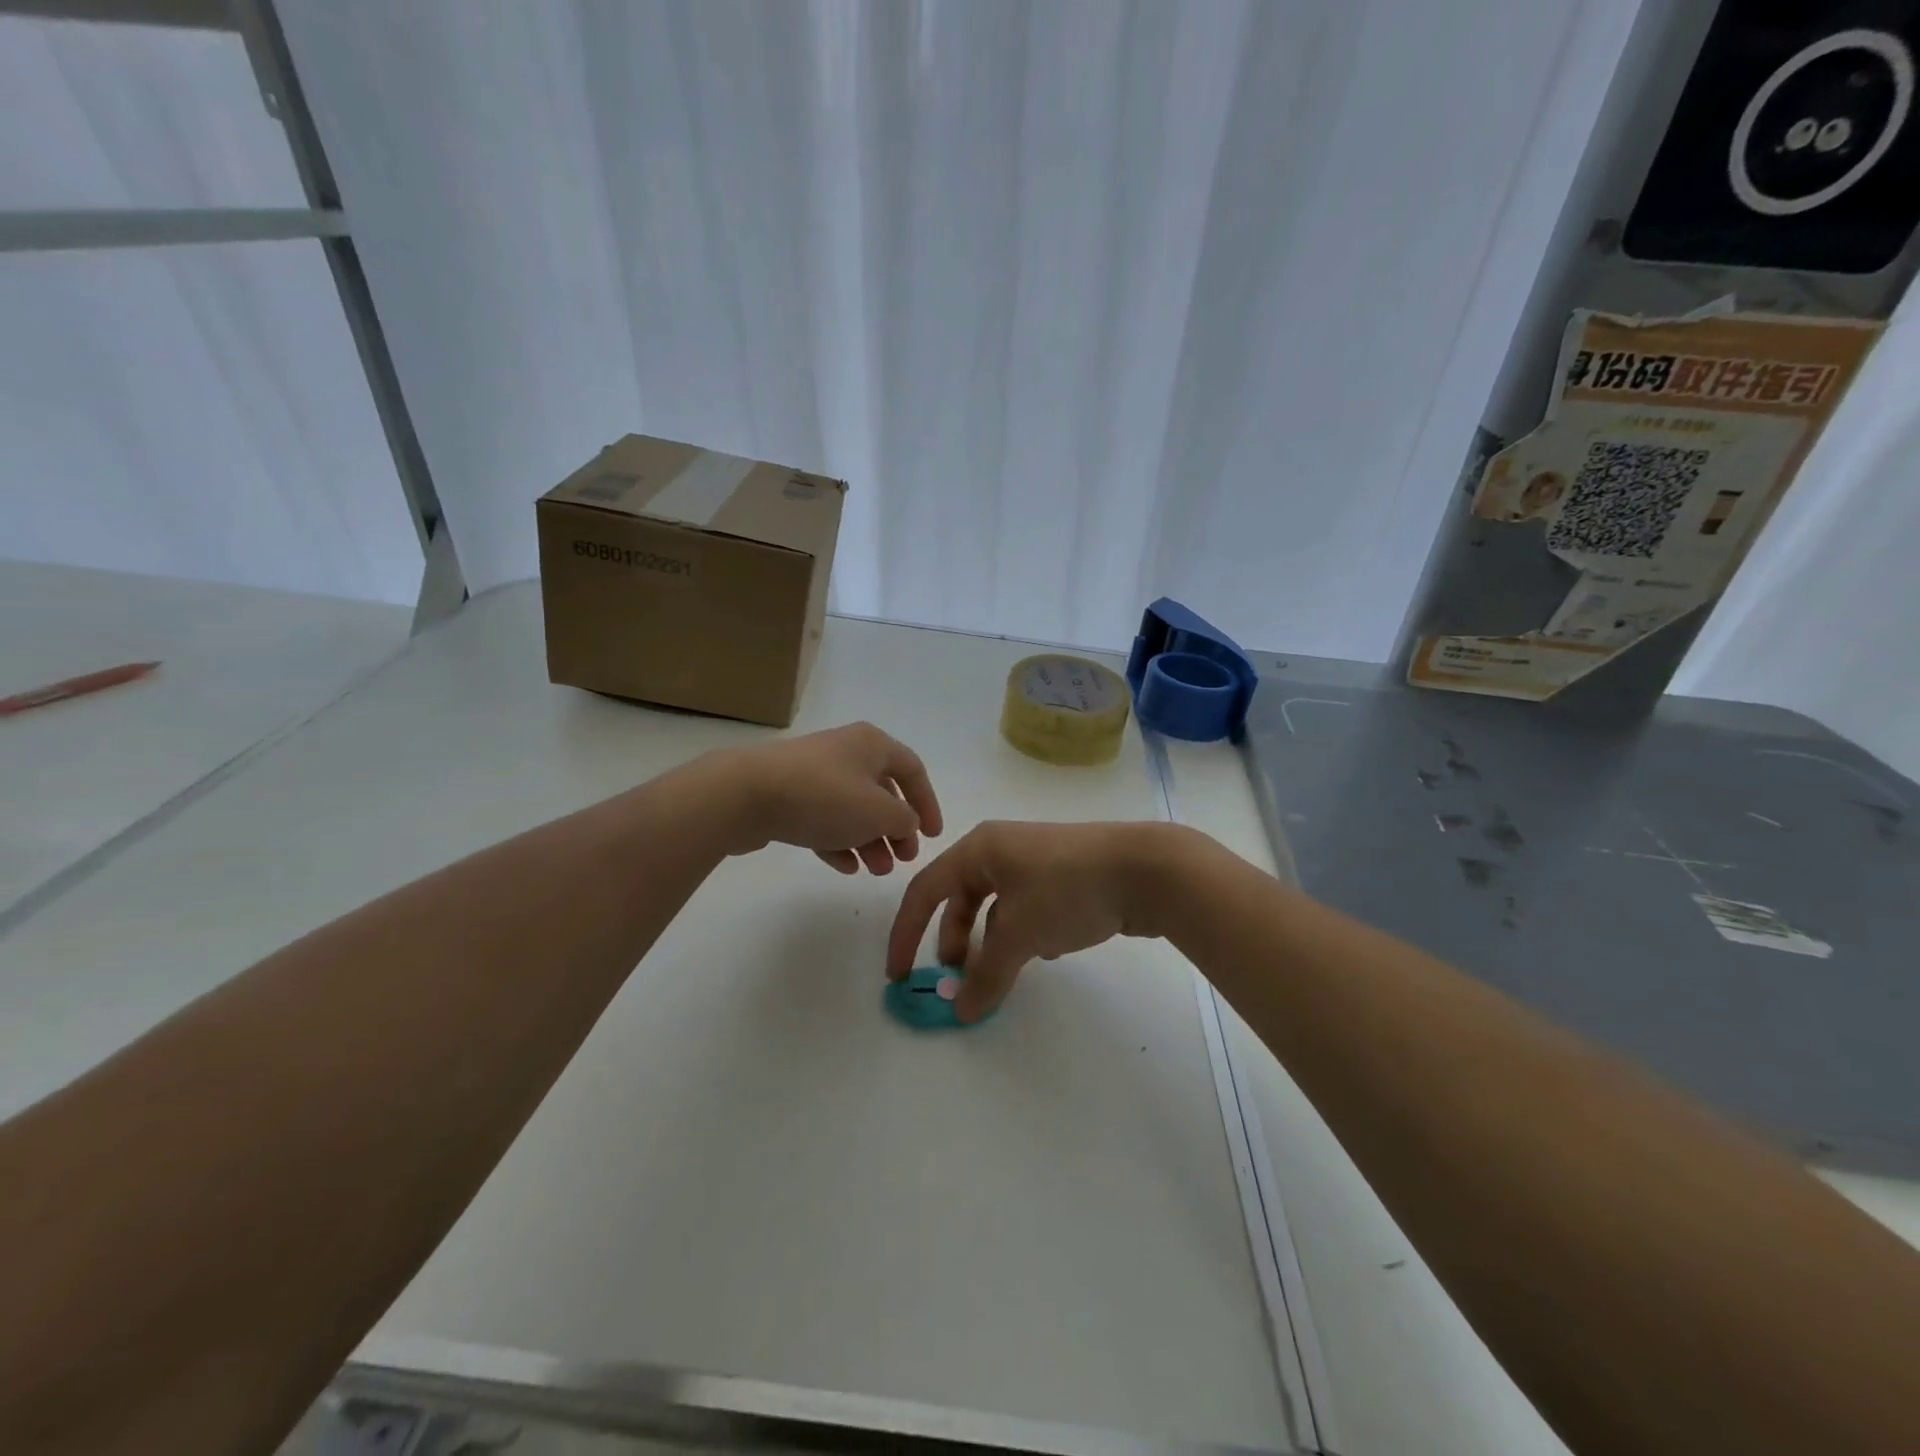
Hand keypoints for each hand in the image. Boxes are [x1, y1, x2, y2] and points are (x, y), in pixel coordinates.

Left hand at [724, 722, 942, 874]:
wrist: (746, 794)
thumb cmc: (825, 796)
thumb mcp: (879, 812)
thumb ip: (904, 820)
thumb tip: (906, 823)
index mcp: (872, 745)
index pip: (913, 770)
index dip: (928, 803)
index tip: (933, 836)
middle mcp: (845, 752)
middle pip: (882, 791)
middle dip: (896, 827)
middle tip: (903, 858)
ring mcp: (814, 774)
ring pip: (853, 809)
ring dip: (870, 840)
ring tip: (876, 870)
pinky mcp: (789, 796)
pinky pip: (824, 819)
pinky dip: (840, 841)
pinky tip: (846, 867)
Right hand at [886, 820, 1172, 1021]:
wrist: (1146, 869)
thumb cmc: (1068, 889)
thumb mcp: (1020, 933)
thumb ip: (986, 974)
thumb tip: (961, 1012)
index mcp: (979, 849)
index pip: (925, 891)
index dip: (906, 934)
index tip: (899, 976)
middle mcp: (1001, 850)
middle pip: (959, 899)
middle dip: (952, 940)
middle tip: (956, 979)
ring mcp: (1034, 863)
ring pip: (995, 908)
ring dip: (988, 943)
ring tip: (996, 976)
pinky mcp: (1062, 878)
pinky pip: (1024, 910)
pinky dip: (1021, 935)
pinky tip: (1041, 954)